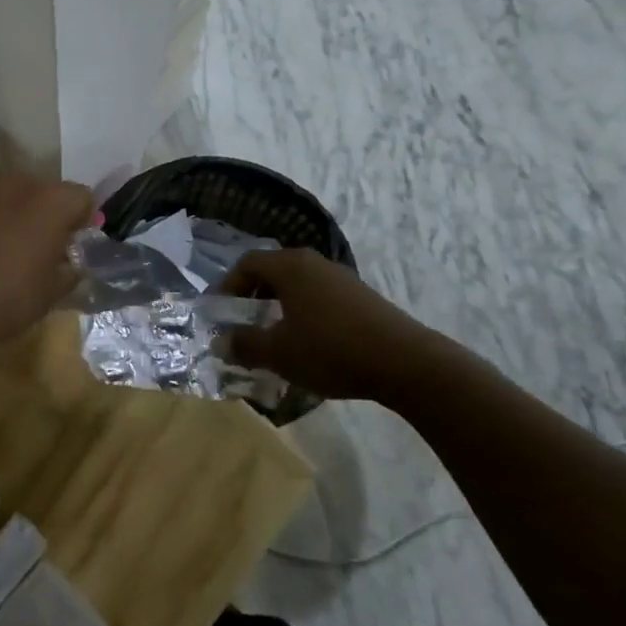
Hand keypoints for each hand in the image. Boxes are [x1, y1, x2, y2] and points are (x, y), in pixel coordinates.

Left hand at [0, 174, 94, 347]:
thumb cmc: (4, 301)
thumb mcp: (51, 294)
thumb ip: (69, 269)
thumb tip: (69, 262)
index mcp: (50, 202)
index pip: (80, 197)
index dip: (78, 220)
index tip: (69, 243)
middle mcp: (14, 182)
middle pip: (38, 190)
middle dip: (38, 214)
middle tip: (30, 247)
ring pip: (0, 193)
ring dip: (3, 212)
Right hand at [220, 249, 455, 404]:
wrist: (406, 362)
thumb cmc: (331, 349)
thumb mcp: (279, 352)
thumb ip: (244, 345)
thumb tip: (220, 342)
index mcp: (290, 266)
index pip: (247, 263)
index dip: (227, 286)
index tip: (218, 313)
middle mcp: (314, 263)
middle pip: (272, 272)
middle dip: (252, 298)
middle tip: (241, 325)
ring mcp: (341, 279)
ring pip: (297, 287)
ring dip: (278, 308)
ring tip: (272, 339)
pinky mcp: (361, 298)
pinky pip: (318, 299)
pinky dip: (302, 315)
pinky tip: (307, 346)